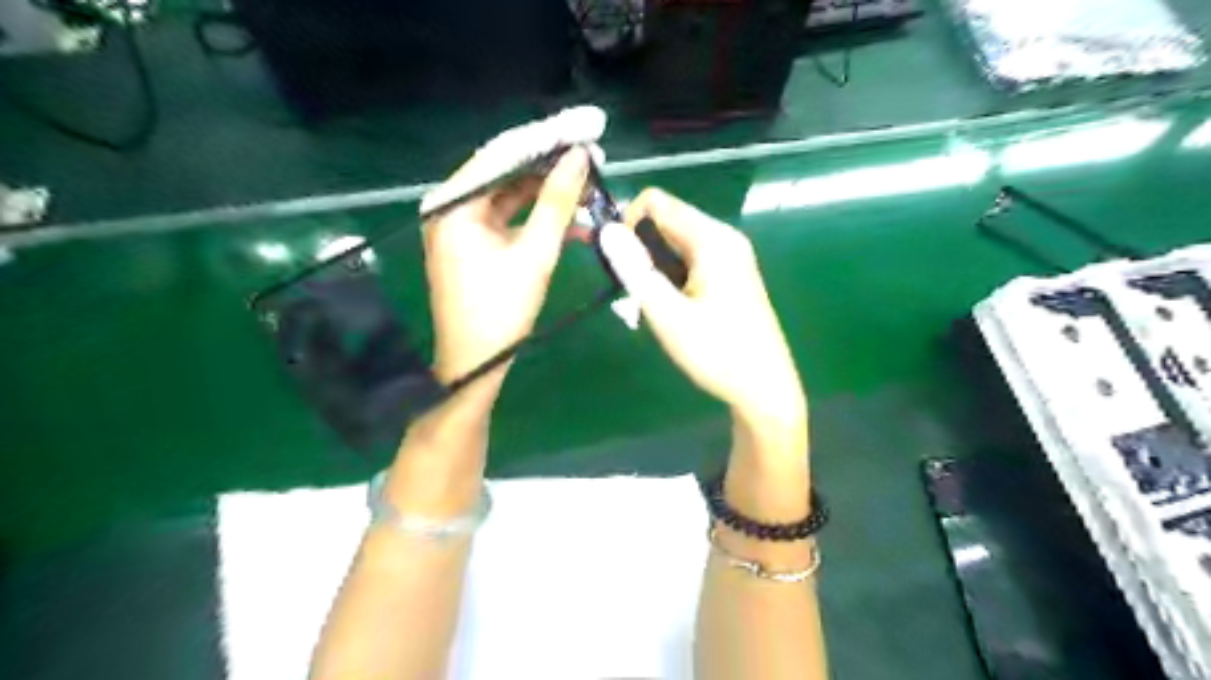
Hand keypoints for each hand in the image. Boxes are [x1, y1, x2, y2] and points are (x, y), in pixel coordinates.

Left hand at [425, 146, 590, 414]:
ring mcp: (460, 224)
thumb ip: (557, 203)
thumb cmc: (501, 313)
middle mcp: (450, 206)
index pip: (503, 155)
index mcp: (453, 204)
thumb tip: (579, 157)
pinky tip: (571, 219)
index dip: (547, 140)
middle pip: (506, 172)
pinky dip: (537, 217)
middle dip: (550, 166)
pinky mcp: (472, 241)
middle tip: (592, 156)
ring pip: (510, 195)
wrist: (473, 365)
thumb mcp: (534, 255)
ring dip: (548, 193)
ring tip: (589, 187)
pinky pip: (508, 217)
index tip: (585, 127)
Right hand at [594, 189, 801, 428]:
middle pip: (667, 221)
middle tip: (632, 294)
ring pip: (676, 244)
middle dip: (640, 250)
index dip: (628, 224)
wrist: (765, 390)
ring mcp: (731, 257)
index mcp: (712, 239)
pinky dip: (672, 278)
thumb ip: (635, 270)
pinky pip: (691, 261)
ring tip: (652, 307)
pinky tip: (672, 310)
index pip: (656, 202)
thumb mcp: (668, 315)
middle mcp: (724, 239)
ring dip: (654, 268)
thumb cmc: (717, 353)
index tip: (618, 263)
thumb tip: (607, 230)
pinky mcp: (732, 276)